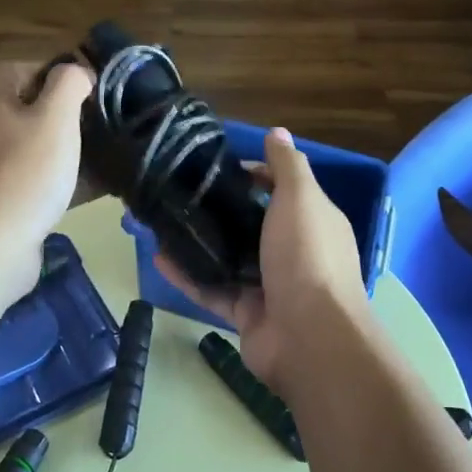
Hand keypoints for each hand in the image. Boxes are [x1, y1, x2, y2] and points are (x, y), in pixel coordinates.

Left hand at [0, 60, 93, 286]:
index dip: (53, 71)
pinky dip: (55, 179)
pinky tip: (83, 191)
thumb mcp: (55, 118)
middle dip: (62, 114)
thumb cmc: (25, 174)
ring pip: (31, 145)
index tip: (86, 89)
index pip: (18, 67)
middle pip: (25, 107)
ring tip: (97, 156)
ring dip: (61, 148)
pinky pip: (31, 178)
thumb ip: (69, 84)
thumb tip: (76, 71)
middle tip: (96, 124)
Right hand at [156, 127, 367, 393]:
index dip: (254, 175)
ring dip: (200, 243)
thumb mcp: (301, 199)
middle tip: (182, 193)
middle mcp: (294, 252)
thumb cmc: (307, 256)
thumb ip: (288, 166)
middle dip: (222, 210)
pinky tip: (158, 258)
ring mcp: (270, 286)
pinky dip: (188, 277)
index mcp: (313, 222)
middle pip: (254, 224)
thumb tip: (278, 132)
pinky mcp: (246, 315)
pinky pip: (212, 291)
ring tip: (164, 223)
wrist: (310, 338)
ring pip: (229, 259)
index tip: (219, 168)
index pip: (282, 190)